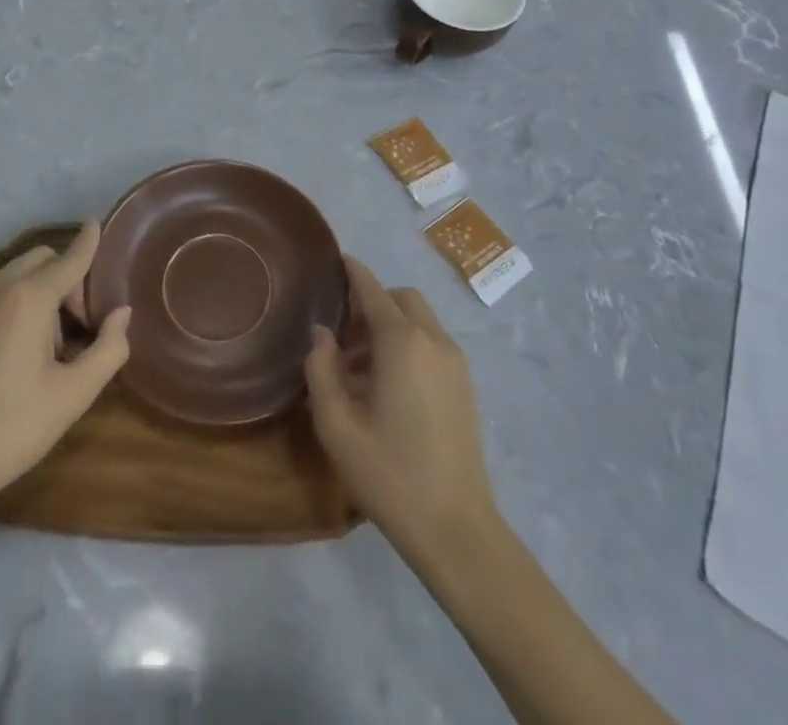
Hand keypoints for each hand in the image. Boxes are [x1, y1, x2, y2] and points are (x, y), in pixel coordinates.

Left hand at [0, 221, 130, 520]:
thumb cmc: (9, 429)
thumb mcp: (72, 395)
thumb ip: (108, 349)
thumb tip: (121, 314)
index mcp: (29, 298)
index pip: (69, 258)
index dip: (88, 242)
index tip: (98, 223)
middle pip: (41, 260)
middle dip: (66, 279)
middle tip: (78, 325)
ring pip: (15, 276)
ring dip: (39, 292)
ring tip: (46, 347)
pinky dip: (13, 303)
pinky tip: (13, 353)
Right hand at [305, 257, 497, 566]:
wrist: (456, 528)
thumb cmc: (389, 474)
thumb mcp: (337, 425)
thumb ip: (322, 370)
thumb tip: (322, 335)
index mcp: (402, 342)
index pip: (373, 290)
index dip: (353, 272)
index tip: (336, 259)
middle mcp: (433, 340)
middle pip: (401, 299)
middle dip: (371, 303)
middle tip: (342, 335)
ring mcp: (455, 363)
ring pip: (419, 321)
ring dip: (390, 326)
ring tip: (359, 369)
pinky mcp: (465, 385)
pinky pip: (432, 344)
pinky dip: (408, 345)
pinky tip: (388, 387)